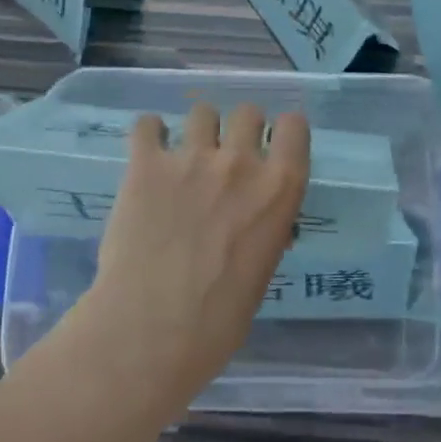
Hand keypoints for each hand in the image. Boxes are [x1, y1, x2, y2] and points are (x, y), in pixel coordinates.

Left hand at [63, 102, 309, 418]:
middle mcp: (241, 162)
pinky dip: (150, 133)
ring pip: (202, 111)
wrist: (153, 330)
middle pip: (248, 111)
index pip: (294, 126)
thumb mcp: (262, 271)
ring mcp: (191, 158)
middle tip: (224, 157)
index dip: (282, 132)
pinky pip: (147, 125)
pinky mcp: (146, 165)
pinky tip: (148, 152)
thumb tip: (254, 222)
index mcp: (280, 189)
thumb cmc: (219, 320)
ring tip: (183, 155)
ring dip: (197, 130)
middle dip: (239, 129)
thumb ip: (263, 230)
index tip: (271, 147)